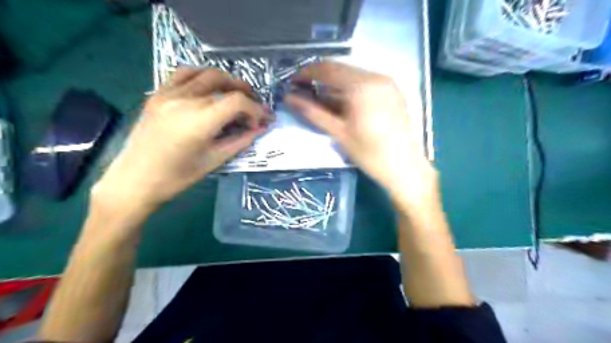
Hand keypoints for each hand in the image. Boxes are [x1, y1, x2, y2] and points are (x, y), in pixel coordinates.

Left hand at [92, 67, 267, 211]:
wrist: (135, 180)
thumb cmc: (177, 177)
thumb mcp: (214, 161)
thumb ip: (240, 141)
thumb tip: (260, 128)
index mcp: (199, 121)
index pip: (237, 101)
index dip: (255, 109)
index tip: (262, 121)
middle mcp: (184, 100)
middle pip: (224, 82)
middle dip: (245, 93)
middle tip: (254, 107)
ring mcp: (168, 93)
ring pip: (205, 73)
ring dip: (226, 81)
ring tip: (235, 95)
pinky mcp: (157, 94)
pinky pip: (183, 74)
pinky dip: (202, 77)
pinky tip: (209, 89)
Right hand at [286, 62, 434, 201]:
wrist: (406, 168)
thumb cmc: (371, 154)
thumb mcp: (339, 133)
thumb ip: (313, 112)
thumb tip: (289, 98)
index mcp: (362, 85)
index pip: (328, 69)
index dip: (307, 73)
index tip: (293, 82)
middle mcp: (376, 77)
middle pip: (341, 69)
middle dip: (320, 78)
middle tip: (304, 91)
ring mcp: (387, 83)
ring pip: (353, 75)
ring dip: (334, 84)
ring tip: (320, 99)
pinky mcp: (393, 91)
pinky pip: (366, 83)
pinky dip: (350, 89)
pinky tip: (342, 103)